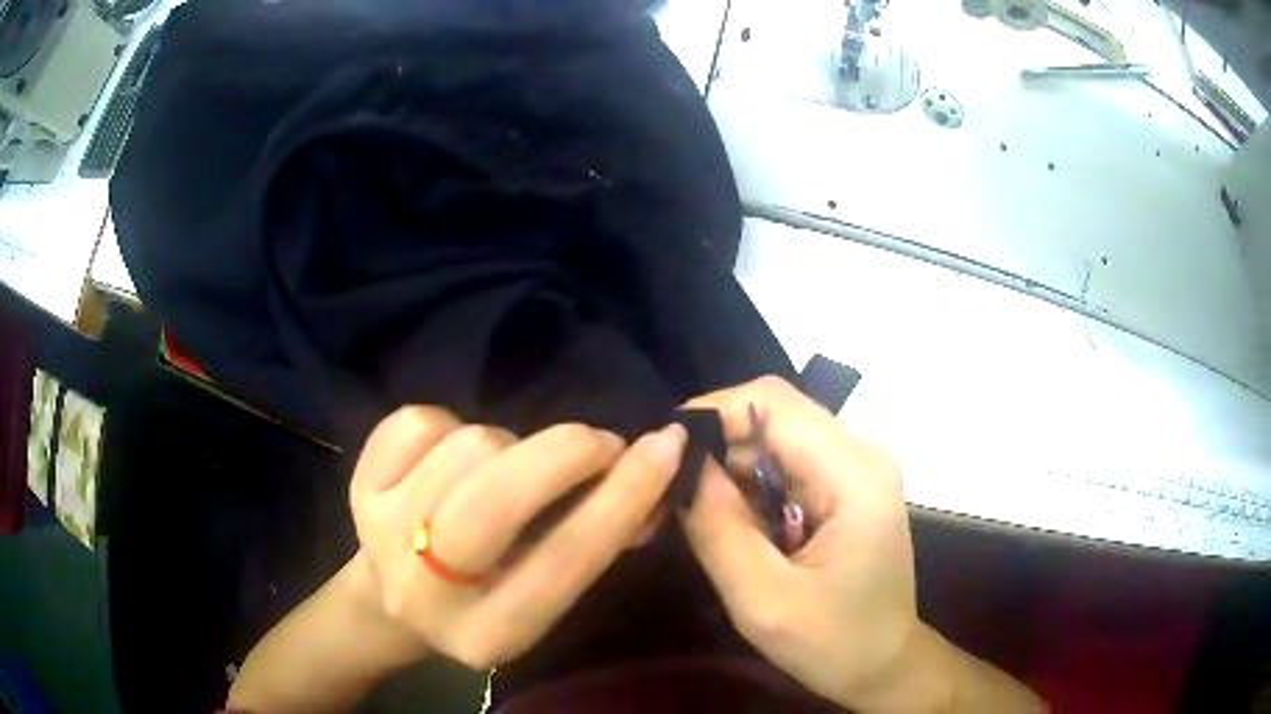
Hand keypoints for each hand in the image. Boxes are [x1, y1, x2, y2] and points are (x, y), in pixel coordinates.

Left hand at [348, 406, 686, 668]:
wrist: (392, 601)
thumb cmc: (484, 598)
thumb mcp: (543, 594)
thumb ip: (599, 542)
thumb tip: (654, 476)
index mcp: (490, 632)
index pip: (566, 559)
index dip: (623, 495)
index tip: (665, 445)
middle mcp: (426, 589)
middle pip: (497, 497)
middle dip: (565, 452)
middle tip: (597, 443)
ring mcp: (382, 531)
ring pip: (469, 445)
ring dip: (508, 446)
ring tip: (506, 470)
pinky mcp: (358, 486)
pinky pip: (420, 421)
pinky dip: (450, 426)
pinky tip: (449, 459)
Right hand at [680, 376, 919, 709]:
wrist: (884, 664)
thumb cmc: (833, 643)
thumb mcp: (763, 599)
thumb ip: (718, 528)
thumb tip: (677, 461)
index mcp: (854, 473)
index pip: (772, 401)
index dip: (711, 413)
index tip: (664, 454)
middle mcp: (861, 452)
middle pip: (773, 415)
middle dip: (715, 446)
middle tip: (671, 495)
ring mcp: (858, 466)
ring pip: (775, 437)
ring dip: (730, 468)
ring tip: (695, 513)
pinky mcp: (848, 484)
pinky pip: (788, 463)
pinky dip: (751, 485)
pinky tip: (735, 525)